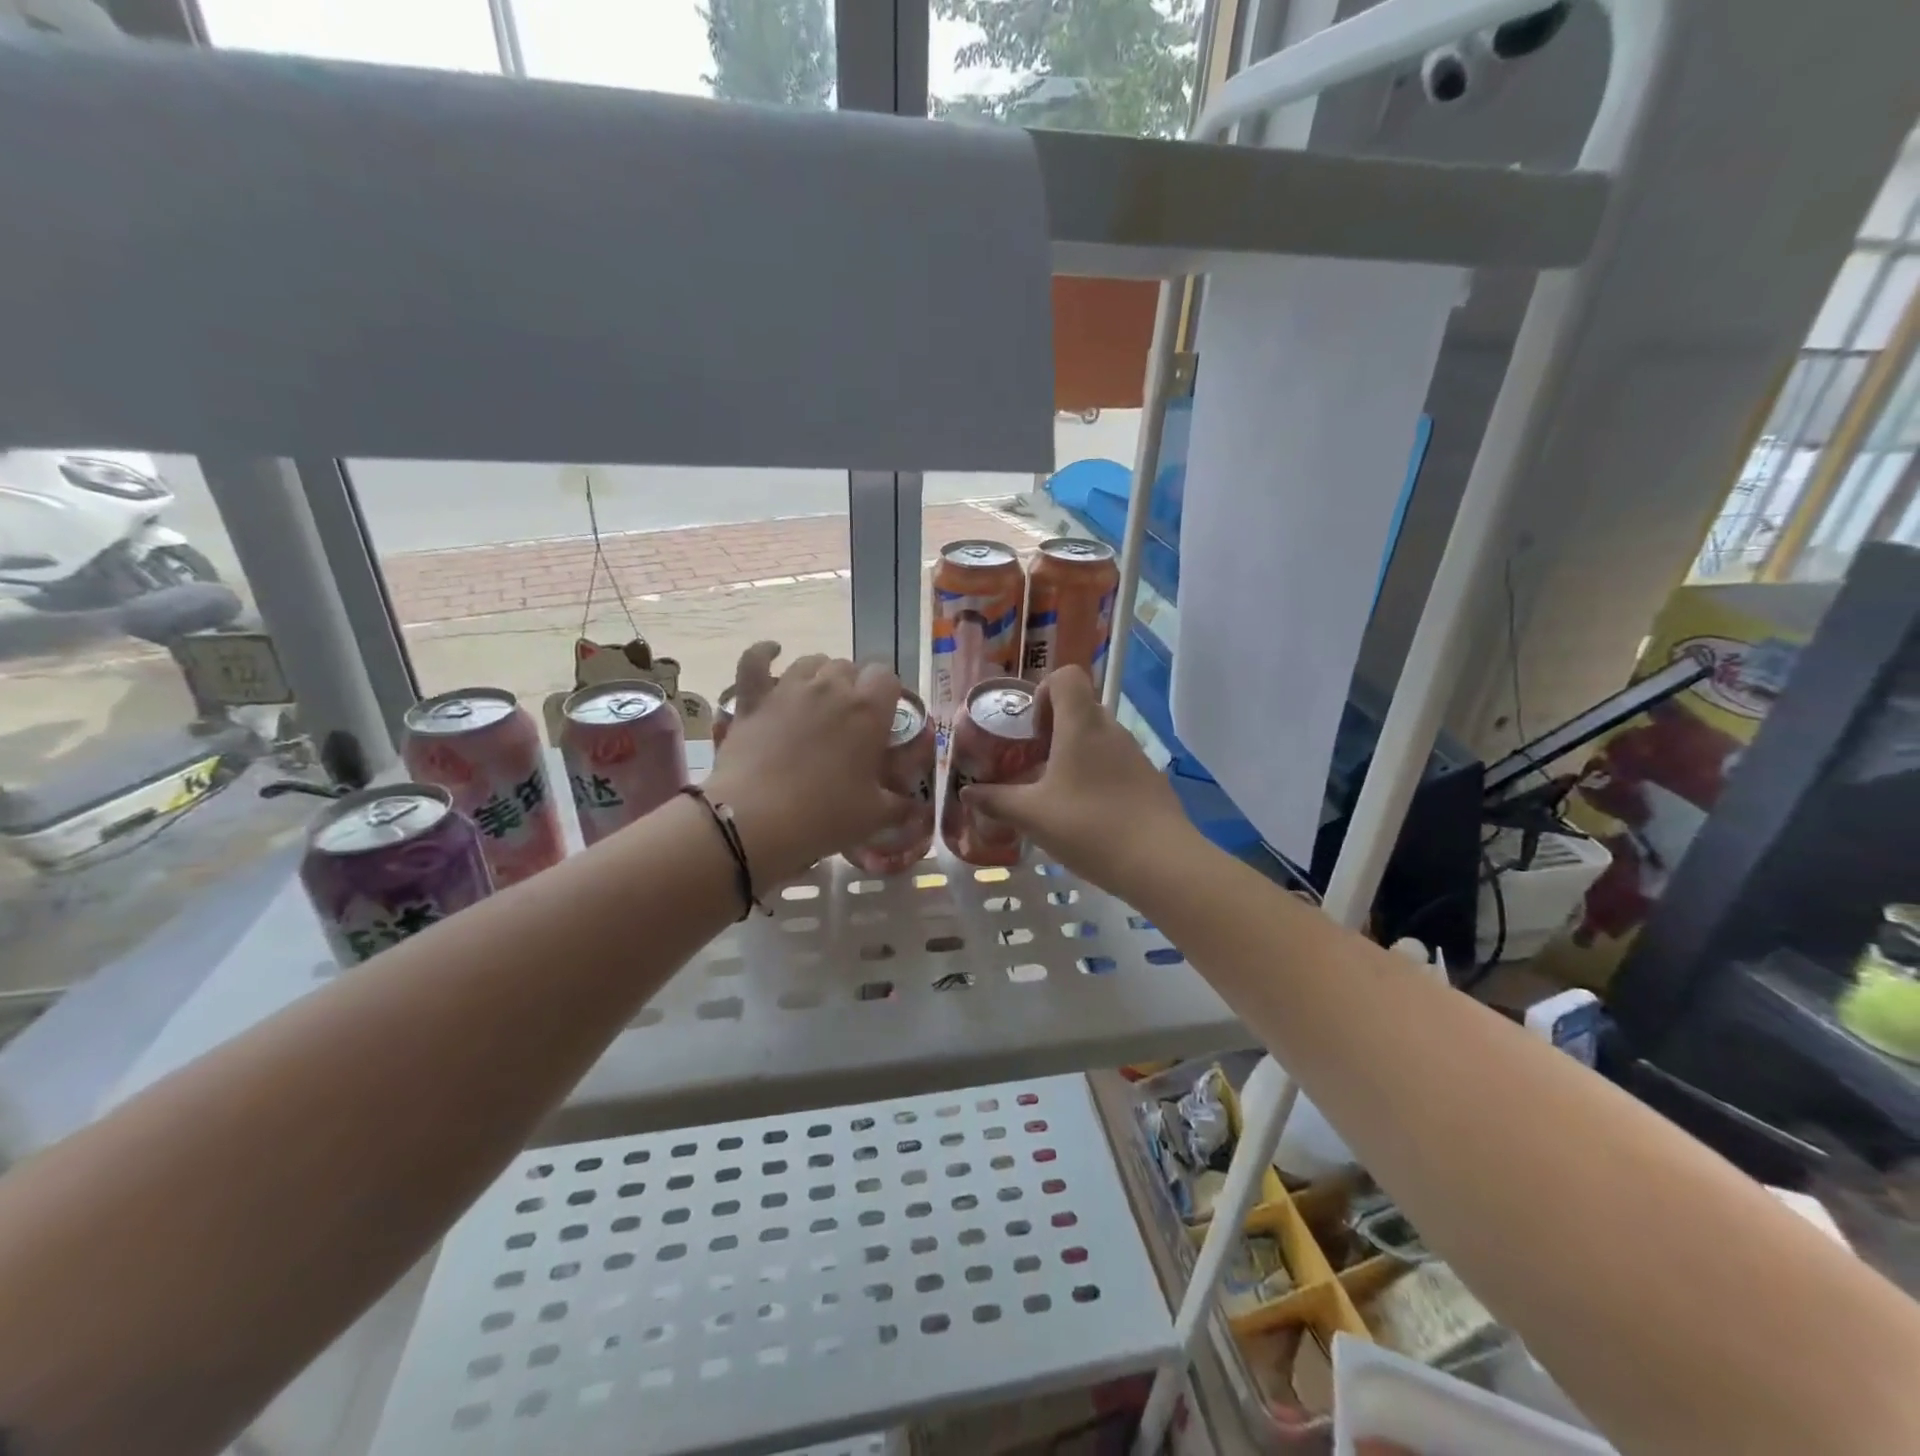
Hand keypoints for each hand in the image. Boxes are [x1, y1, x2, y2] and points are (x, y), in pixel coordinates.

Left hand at [704, 651, 917, 881]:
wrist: (752, 822)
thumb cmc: (822, 816)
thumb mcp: (873, 817)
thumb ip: (901, 806)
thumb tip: (918, 808)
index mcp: (867, 710)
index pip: (887, 678)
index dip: (888, 695)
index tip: (885, 719)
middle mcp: (830, 688)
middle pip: (850, 668)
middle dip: (855, 687)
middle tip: (851, 722)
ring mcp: (788, 689)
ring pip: (812, 662)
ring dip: (821, 675)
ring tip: (820, 700)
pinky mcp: (752, 700)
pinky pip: (755, 661)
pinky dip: (764, 653)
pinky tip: (772, 652)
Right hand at [961, 666, 1194, 899]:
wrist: (1160, 862)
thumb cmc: (1089, 826)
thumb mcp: (1032, 816)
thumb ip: (996, 800)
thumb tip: (967, 792)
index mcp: (1081, 725)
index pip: (1067, 677)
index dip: (1043, 693)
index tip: (1031, 731)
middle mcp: (1111, 730)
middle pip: (1079, 709)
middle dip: (1052, 731)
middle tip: (1033, 766)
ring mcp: (1135, 754)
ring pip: (1097, 739)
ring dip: (1073, 756)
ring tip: (1055, 795)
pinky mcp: (1149, 779)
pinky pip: (1114, 764)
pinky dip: (1095, 777)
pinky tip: (1086, 816)